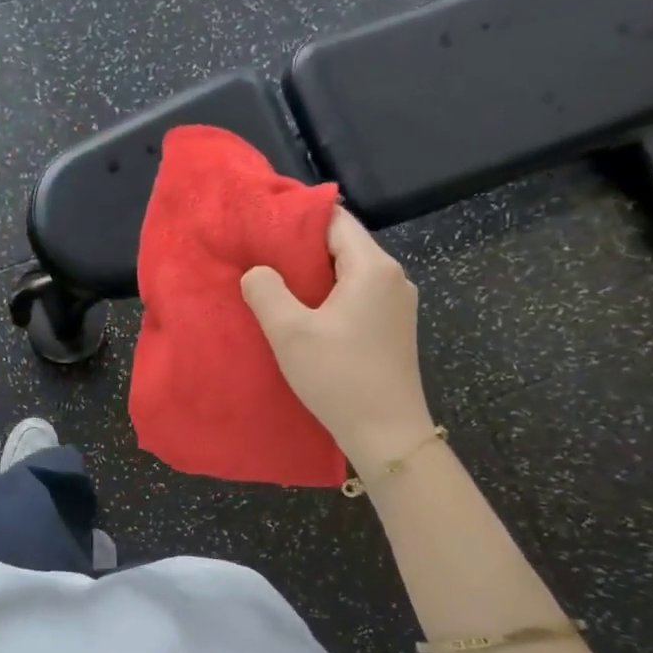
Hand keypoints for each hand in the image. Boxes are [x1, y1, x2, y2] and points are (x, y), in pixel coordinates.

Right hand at [240, 208, 434, 468]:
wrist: (387, 433)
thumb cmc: (338, 377)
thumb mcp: (290, 332)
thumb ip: (266, 291)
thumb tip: (257, 271)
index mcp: (372, 268)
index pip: (335, 220)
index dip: (297, 218)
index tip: (262, 225)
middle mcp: (392, 277)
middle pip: (343, 244)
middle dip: (300, 247)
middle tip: (259, 255)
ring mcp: (396, 303)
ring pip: (348, 272)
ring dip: (313, 274)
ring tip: (274, 283)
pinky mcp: (392, 327)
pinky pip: (356, 295)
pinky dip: (328, 295)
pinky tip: (302, 313)